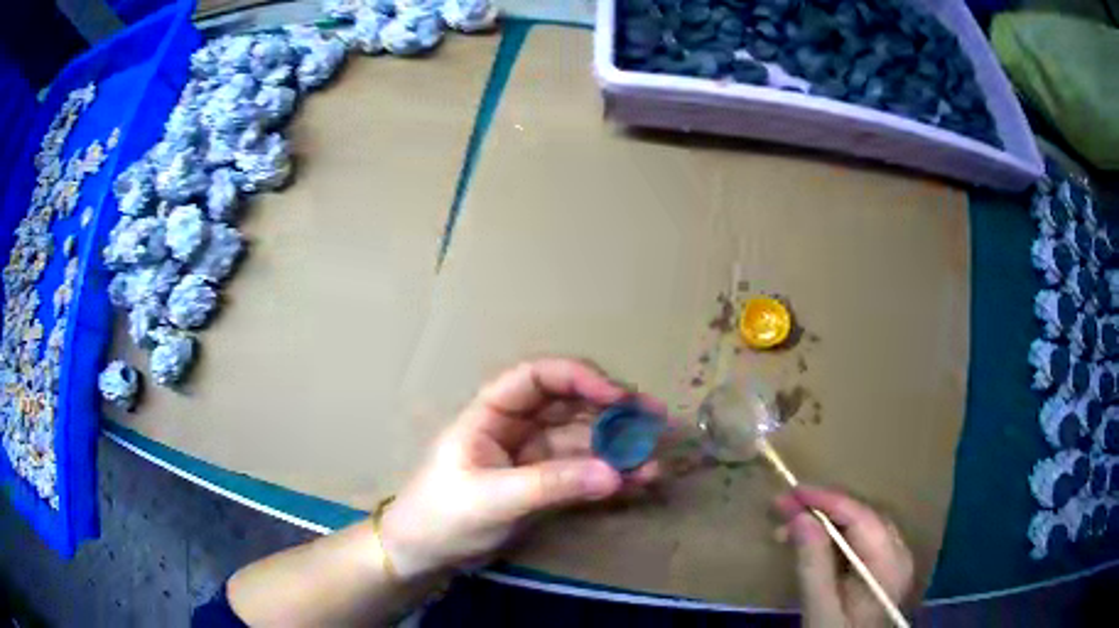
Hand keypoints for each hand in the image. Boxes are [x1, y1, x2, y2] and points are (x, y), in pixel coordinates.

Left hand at [380, 358, 663, 579]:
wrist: (424, 554)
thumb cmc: (443, 515)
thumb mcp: (494, 498)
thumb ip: (552, 484)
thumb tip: (615, 474)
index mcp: (492, 414)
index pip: (537, 378)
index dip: (579, 378)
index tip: (617, 396)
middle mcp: (516, 427)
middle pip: (570, 405)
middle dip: (612, 411)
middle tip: (654, 419)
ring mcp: (533, 457)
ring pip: (582, 441)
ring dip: (617, 448)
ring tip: (654, 461)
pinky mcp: (544, 485)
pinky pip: (583, 472)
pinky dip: (609, 476)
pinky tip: (638, 482)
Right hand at [776, 487, 913, 627]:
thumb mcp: (820, 609)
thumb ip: (813, 564)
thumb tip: (799, 517)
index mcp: (890, 564)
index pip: (861, 517)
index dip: (826, 500)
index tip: (791, 491)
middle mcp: (900, 553)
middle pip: (862, 517)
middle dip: (822, 510)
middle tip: (783, 509)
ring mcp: (895, 560)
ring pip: (861, 526)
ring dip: (826, 523)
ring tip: (789, 527)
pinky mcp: (885, 569)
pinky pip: (862, 540)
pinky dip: (835, 537)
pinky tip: (812, 541)